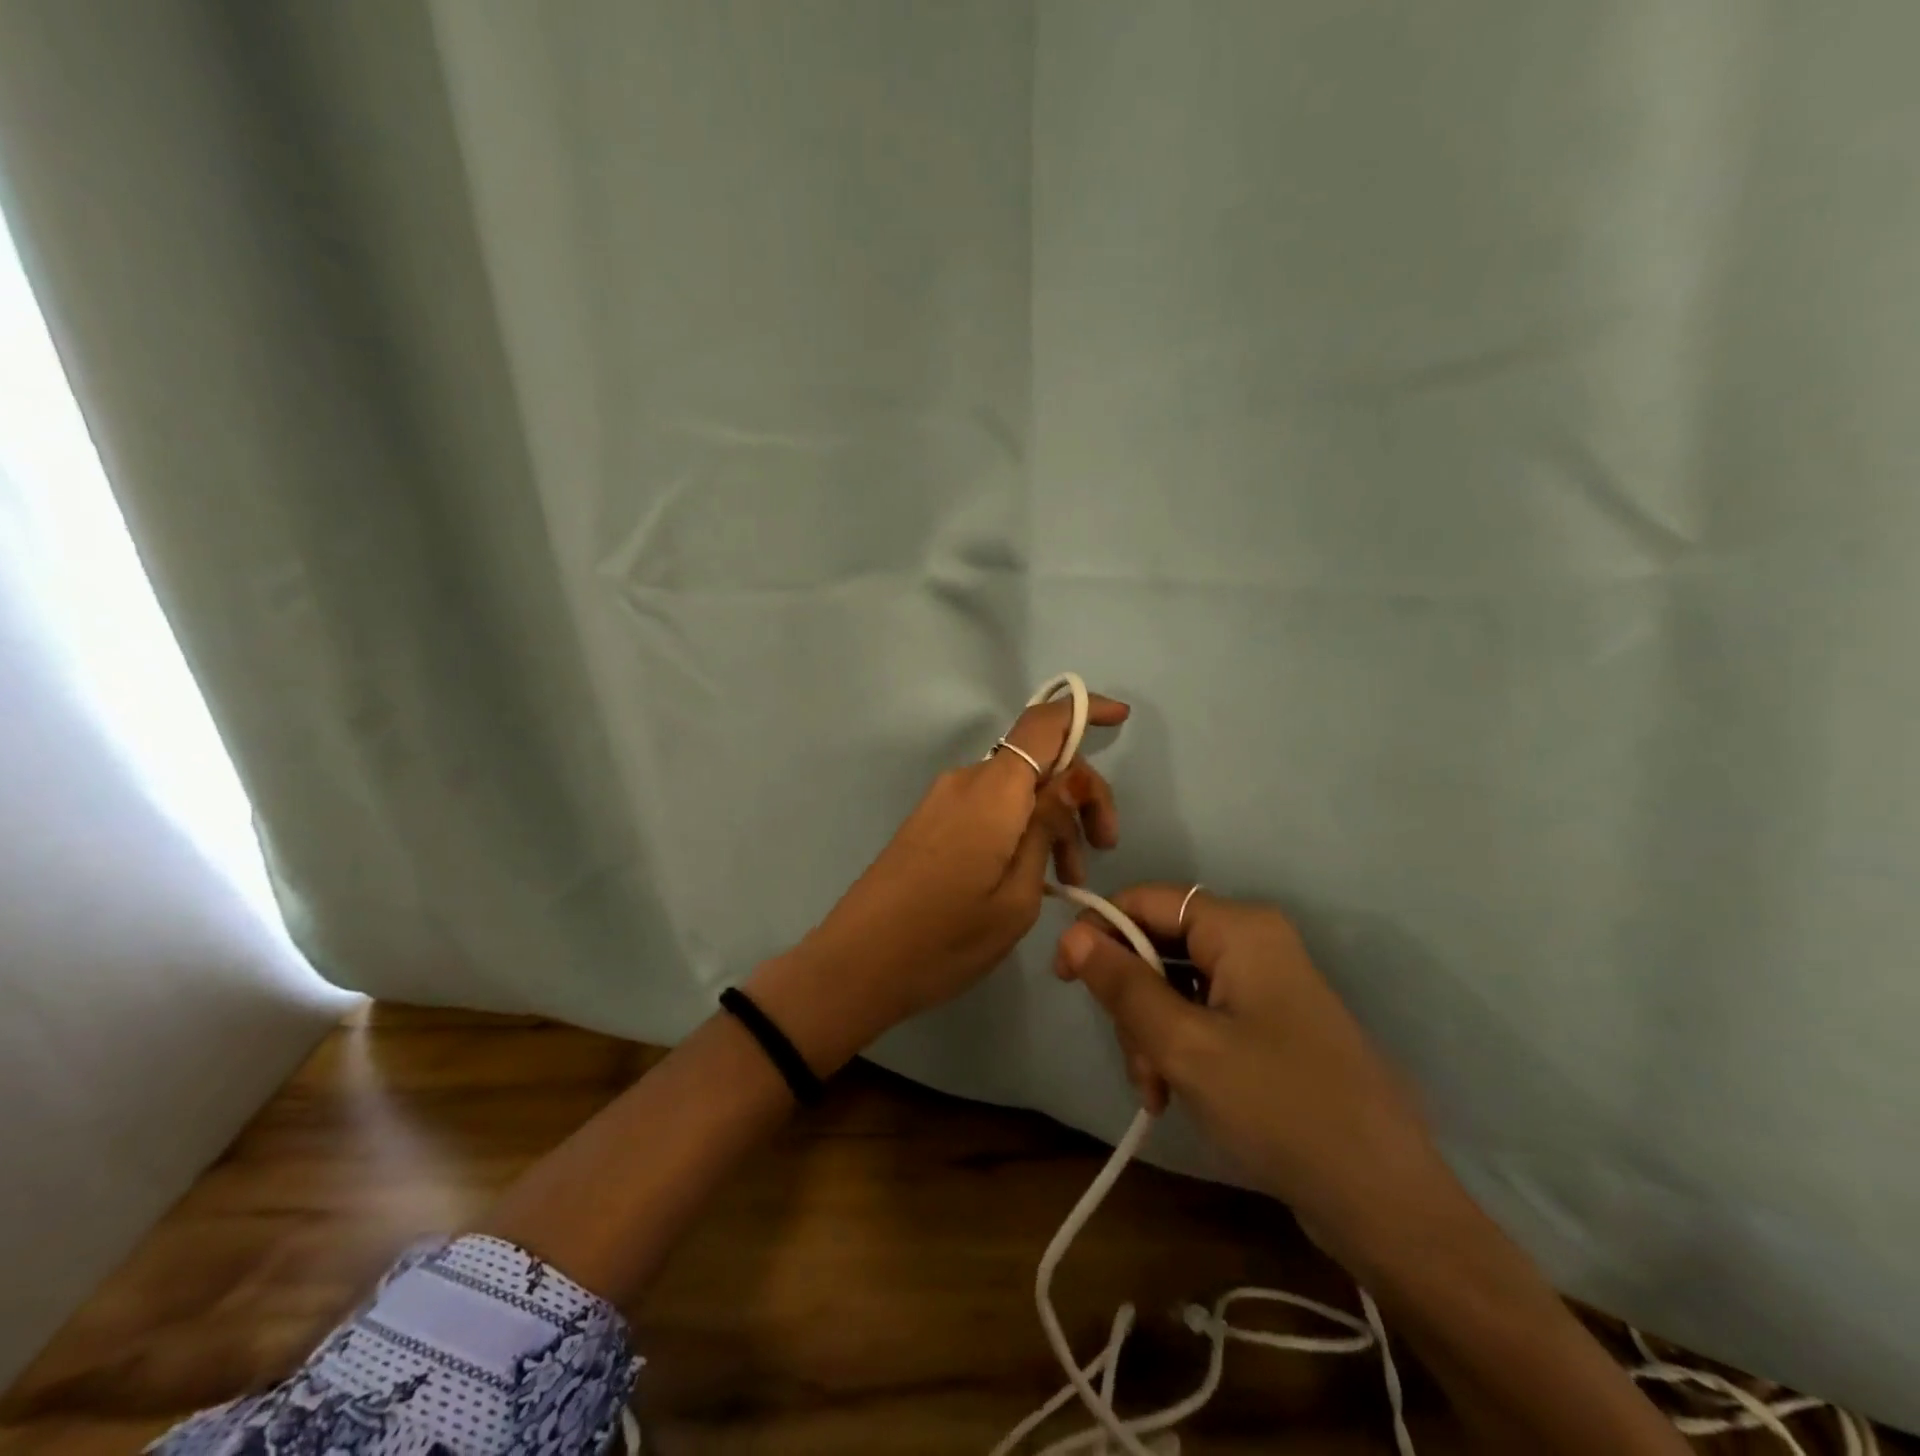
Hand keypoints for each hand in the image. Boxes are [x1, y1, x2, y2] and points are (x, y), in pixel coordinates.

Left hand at [748, 692, 1127, 1071]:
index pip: (1043, 724)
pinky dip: (1021, 828)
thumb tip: (1067, 784)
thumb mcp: (1017, 897)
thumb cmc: (944, 939)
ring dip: (1052, 820)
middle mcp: (966, 782)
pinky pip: (990, 807)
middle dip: (1080, 795)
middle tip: (1103, 849)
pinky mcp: (931, 822)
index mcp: (992, 792)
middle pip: (1037, 761)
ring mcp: (944, 801)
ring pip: (1016, 789)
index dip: (1083, 711)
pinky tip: (1034, 874)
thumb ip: (1045, 830)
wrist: (856, 965)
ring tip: (1070, 879)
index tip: (1120, 721)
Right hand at [1054, 885, 1441, 1262]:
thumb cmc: (1278, 1106)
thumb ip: (1123, 984)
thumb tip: (1071, 934)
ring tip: (1157, 1093)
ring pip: (1175, 986)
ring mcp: (1264, 986)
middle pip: (1159, 946)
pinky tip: (1175, 1095)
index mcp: (1240, 928)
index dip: (1098, 929)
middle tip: (1136, 1063)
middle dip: (1133, 1003)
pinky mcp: (1269, 1025)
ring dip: (1152, 1035)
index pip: (1146, 900)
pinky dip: (1179, 1048)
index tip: (1064, 978)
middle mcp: (1253, 943)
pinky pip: (1203, 1015)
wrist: (1383, 1201)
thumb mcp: (1185, 1044)